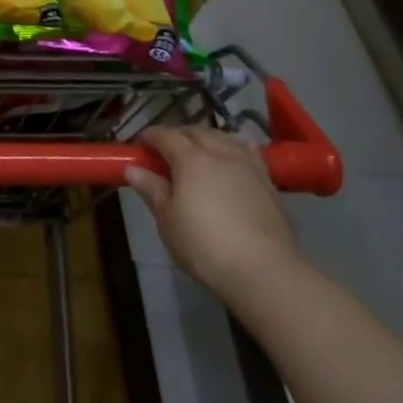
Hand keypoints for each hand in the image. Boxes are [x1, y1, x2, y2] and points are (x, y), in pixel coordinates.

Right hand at [125, 124, 297, 297]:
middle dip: (178, 134)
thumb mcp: (167, 220)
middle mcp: (220, 153)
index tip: (139, 143)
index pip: (166, 136)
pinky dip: (235, 148)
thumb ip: (152, 190)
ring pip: (224, 138)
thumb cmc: (204, 245)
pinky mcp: (269, 183)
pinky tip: (234, 156)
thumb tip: (133, 169)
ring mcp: (248, 166)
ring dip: (206, 138)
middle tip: (165, 149)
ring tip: (198, 151)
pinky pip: (249, 153)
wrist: (264, 270)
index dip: (150, 136)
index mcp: (191, 159)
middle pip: (197, 132)